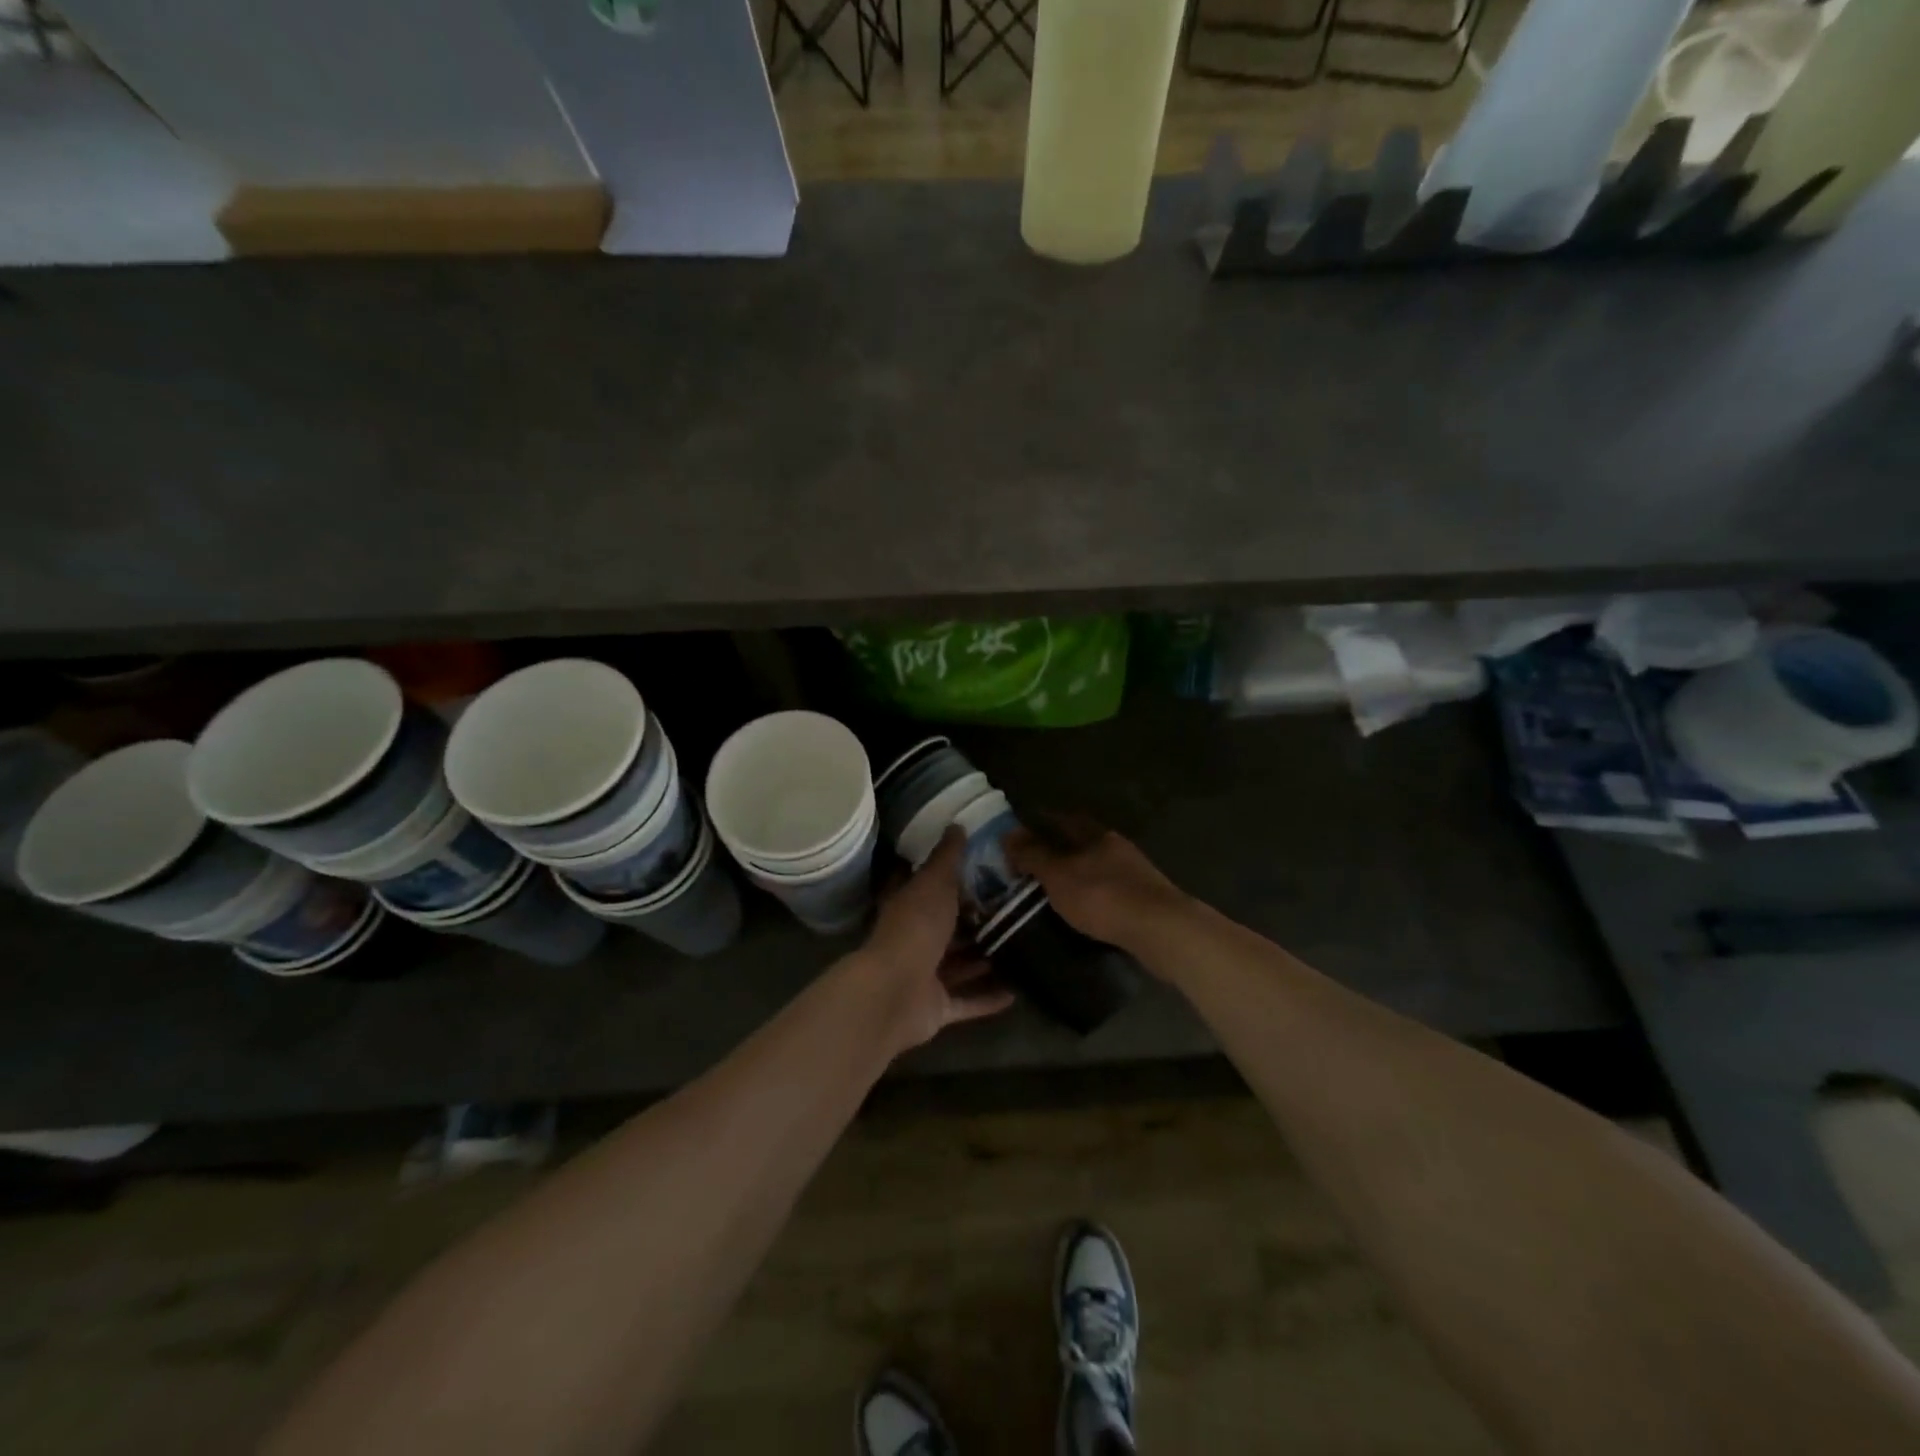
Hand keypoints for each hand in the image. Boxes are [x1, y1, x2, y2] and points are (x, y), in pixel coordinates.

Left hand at [854, 829, 1014, 1053]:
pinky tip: (1018, 990)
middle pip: (947, 928)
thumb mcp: (934, 884)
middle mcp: (915, 939)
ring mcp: (924, 976)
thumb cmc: (915, 928)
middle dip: (974, 921)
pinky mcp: (937, 1007)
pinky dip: (988, 998)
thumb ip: (947, 858)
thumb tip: (956, 824)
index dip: (948, 876)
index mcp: (908, 907)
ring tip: (1021, 947)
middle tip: (1013, 909)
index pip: (926, 886)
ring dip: (983, 960)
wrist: (895, 992)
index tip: (980, 866)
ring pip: (958, 965)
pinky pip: (967, 1001)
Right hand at [1005, 816, 1189, 950]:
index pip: (1064, 819)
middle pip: (1083, 841)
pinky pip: (1111, 889)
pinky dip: (1094, 894)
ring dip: (1079, 872)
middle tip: (1034, 862)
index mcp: (1096, 835)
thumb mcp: (1058, 876)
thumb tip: (1008, 832)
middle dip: (1060, 848)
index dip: (1043, 821)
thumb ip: (1033, 855)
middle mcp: (1117, 847)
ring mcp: (1135, 872)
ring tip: (1056, 888)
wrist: (1161, 929)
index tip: (1022, 830)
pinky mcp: (1145, 898)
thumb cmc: (1103, 897)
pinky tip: (1085, 908)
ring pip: (1098, 865)